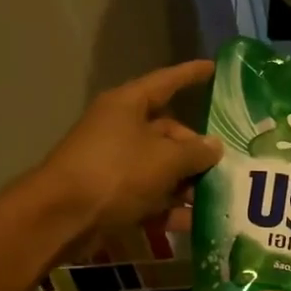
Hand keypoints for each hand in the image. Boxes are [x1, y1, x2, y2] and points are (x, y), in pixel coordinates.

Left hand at [34, 60, 221, 249]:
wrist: (62, 218)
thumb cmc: (116, 173)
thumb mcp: (165, 159)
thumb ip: (195, 151)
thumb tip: (214, 146)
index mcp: (128, 105)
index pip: (166, 82)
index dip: (191, 75)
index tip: (214, 68)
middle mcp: (121, 129)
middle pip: (168, 133)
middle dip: (197, 150)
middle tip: (228, 164)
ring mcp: (116, 163)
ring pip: (161, 167)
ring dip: (188, 183)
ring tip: (221, 196)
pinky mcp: (113, 194)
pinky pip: (149, 196)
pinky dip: (170, 208)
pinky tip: (196, 222)